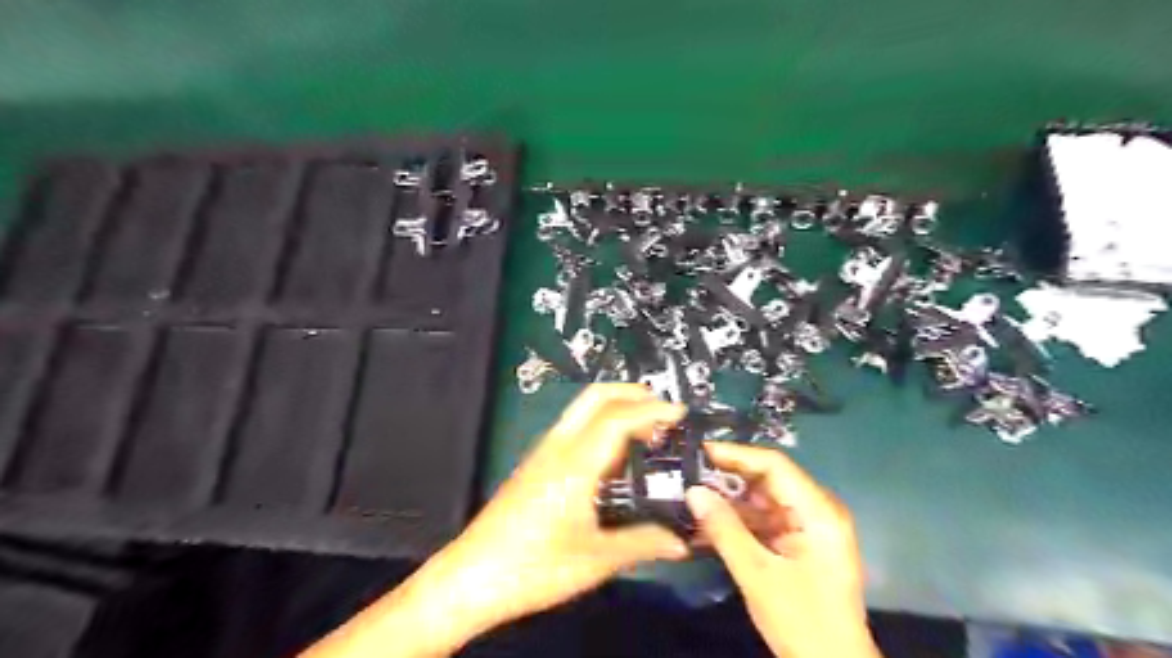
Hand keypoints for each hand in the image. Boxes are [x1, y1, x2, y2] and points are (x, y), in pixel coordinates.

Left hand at [303, 383, 687, 655]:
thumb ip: (643, 543)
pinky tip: (615, 455)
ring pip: (583, 409)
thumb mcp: (596, 560)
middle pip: (596, 397)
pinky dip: (602, 424)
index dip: (653, 410)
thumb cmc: (533, 566)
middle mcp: (558, 446)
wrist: (471, 576)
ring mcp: (544, 452)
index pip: (619, 418)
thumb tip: (682, 540)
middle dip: (633, 394)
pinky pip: (574, 427)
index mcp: (575, 463)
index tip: (682, 414)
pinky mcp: (536, 463)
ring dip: (617, 408)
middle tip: (664, 411)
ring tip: (647, 431)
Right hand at [689, 439, 878, 657]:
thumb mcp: (758, 574)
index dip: (736, 454)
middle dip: (728, 477)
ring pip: (762, 500)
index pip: (774, 466)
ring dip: (729, 501)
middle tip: (688, 473)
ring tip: (691, 496)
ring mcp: (808, 527)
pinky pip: (764, 521)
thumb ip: (724, 529)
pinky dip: (738, 522)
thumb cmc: (802, 621)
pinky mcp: (799, 543)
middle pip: (768, 480)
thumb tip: (693, 491)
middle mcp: (816, 511)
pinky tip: (708, 524)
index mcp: (818, 511)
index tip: (700, 451)